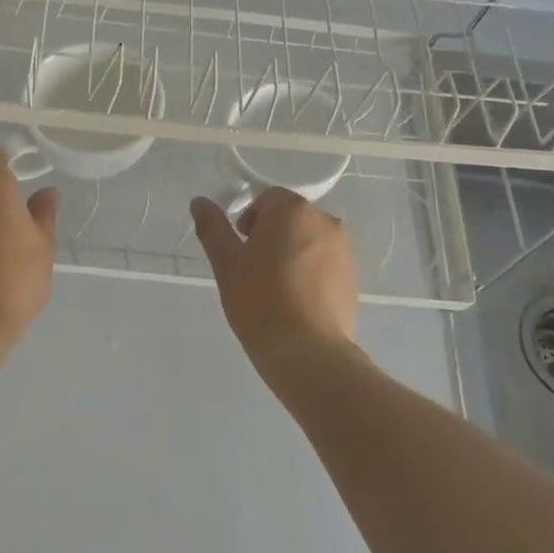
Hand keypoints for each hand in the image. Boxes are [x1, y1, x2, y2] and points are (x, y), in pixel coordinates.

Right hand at [190, 189, 358, 382]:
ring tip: (277, 289)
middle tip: (254, 270)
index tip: (241, 250)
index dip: (249, 221)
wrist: (307, 353)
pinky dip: (311, 272)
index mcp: (293, 210)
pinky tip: (298, 301)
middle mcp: (325, 221)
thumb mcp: (226, 263)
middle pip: (291, 217)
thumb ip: (212, 227)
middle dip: (271, 235)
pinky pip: (326, 263)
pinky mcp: (354, 277)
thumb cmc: (260, 301)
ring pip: (309, 240)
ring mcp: (344, 249)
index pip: (267, 199)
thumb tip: (200, 201)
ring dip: (292, 252)